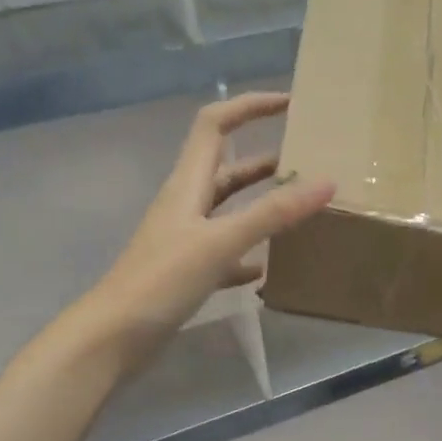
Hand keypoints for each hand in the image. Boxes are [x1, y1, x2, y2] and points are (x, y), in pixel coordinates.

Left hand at [67, 92, 334, 370]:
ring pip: (229, 210)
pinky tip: (271, 268)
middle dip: (266, 159)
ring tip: (301, 210)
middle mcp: (186, 204)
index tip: (290, 104)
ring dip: (261, 205)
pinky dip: (250, 254)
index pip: (215, 124)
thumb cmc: (162, 280)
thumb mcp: (221, 242)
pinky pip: (226, 253)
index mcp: (188, 184)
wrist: (114, 337)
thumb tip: (326, 182)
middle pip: (228, 168)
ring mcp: (186, 240)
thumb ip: (273, 213)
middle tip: (309, 163)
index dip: (249, 106)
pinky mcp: (188, 272)